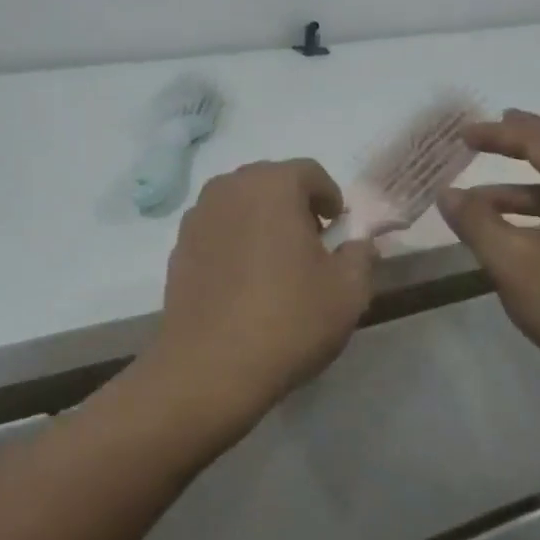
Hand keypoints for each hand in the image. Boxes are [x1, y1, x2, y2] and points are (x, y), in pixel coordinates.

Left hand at [147, 160, 375, 433]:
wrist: (210, 367)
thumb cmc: (288, 320)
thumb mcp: (348, 291)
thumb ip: (361, 255)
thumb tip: (357, 244)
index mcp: (272, 185)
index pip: (310, 172)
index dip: (331, 198)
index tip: (338, 230)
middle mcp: (229, 188)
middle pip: (271, 182)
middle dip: (294, 205)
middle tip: (310, 245)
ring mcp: (197, 216)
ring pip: (240, 205)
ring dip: (261, 221)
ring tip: (275, 263)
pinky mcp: (178, 247)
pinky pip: (217, 230)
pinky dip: (234, 242)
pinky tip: (243, 282)